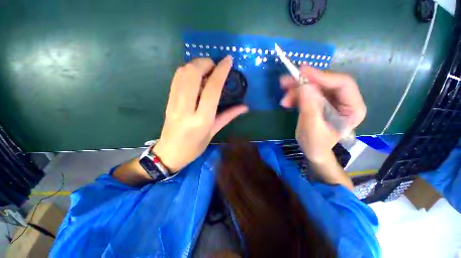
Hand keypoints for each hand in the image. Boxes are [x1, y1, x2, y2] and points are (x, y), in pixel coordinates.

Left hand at [153, 56, 247, 171]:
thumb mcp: (214, 132)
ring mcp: (174, 103)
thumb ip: (228, 116)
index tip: (228, 60)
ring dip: (196, 65)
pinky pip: (176, 79)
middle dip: (205, 63)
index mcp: (202, 119)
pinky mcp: (168, 100)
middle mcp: (186, 108)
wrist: (169, 153)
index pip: (212, 88)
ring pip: (182, 73)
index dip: (221, 71)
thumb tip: (244, 107)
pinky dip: (186, 71)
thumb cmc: (195, 146)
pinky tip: (195, 76)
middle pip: (193, 74)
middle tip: (215, 66)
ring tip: (206, 70)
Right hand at [279, 66, 365, 162]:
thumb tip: (304, 86)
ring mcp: (331, 100)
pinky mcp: (319, 102)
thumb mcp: (312, 128)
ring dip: (296, 90)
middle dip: (303, 83)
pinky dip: (295, 95)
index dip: (322, 76)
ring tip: (283, 97)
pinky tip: (286, 101)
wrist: (312, 151)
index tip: (301, 72)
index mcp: (353, 108)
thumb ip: (310, 107)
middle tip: (284, 83)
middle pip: (325, 83)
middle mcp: (344, 100)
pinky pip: (307, 93)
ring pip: (313, 87)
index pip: (343, 84)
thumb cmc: (315, 144)